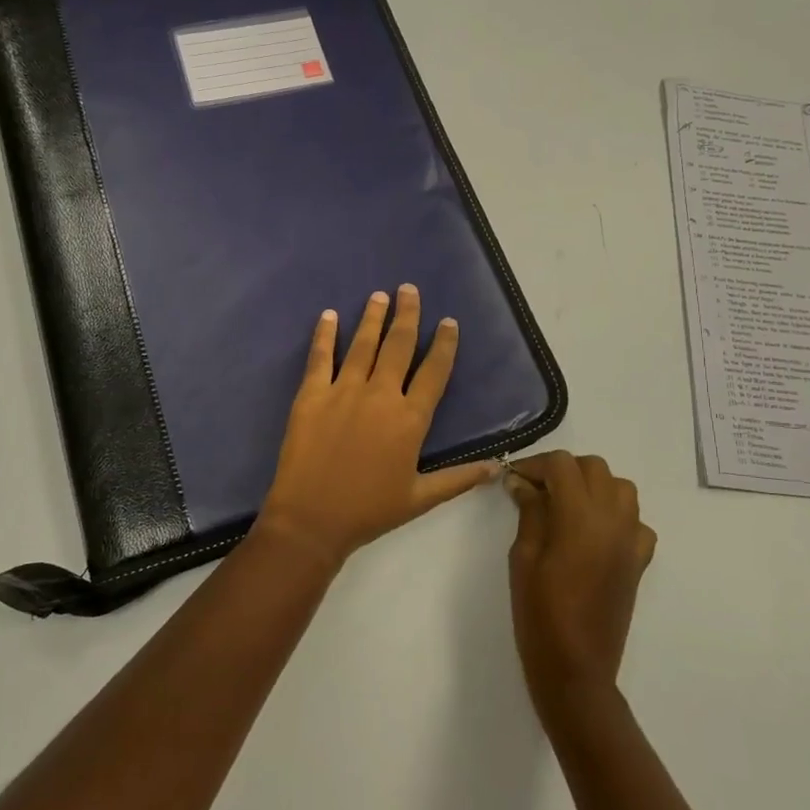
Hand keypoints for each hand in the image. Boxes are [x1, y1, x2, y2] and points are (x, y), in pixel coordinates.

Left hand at [258, 284, 498, 568]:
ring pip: (362, 344)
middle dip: (407, 315)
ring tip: (379, 295)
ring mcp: (343, 391)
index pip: (434, 372)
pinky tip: (328, 315)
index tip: (448, 322)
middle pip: (398, 346)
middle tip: (409, 289)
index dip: (444, 344)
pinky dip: (324, 335)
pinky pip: (320, 357)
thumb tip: (498, 466)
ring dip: (372, 317)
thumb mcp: (420, 498)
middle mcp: (380, 395)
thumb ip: (459, 478)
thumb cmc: (369, 511)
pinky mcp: (311, 395)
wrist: (311, 520)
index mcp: (410, 419)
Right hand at [506, 452, 655, 721]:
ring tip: (567, 505)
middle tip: (537, 490)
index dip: (535, 464)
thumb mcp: (523, 557)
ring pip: (621, 487)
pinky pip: (636, 521)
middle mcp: (613, 520)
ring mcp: (632, 540)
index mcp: (580, 517)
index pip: (562, 465)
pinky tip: (596, 532)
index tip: (515, 478)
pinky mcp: (640, 561)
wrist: (576, 668)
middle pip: (594, 467)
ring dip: (593, 485)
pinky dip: (617, 515)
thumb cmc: (540, 613)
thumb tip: (522, 481)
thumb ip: (529, 512)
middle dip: (564, 470)